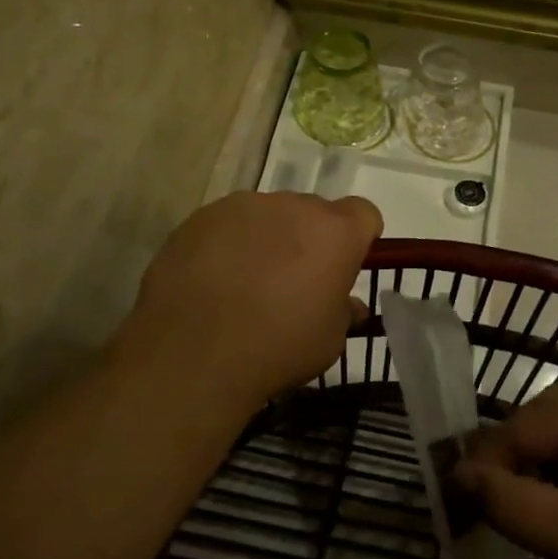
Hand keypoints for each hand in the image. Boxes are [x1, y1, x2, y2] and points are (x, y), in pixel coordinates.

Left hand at [126, 191, 382, 409]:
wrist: (193, 353)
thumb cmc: (278, 348)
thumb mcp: (329, 341)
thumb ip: (343, 312)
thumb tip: (348, 305)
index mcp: (336, 232)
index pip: (364, 214)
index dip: (358, 238)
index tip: (344, 266)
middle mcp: (294, 205)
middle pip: (313, 212)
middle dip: (310, 239)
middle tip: (294, 280)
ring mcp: (245, 206)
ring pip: (269, 215)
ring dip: (269, 238)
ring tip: (248, 281)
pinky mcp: (204, 216)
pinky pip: (229, 223)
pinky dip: (229, 243)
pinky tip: (214, 280)